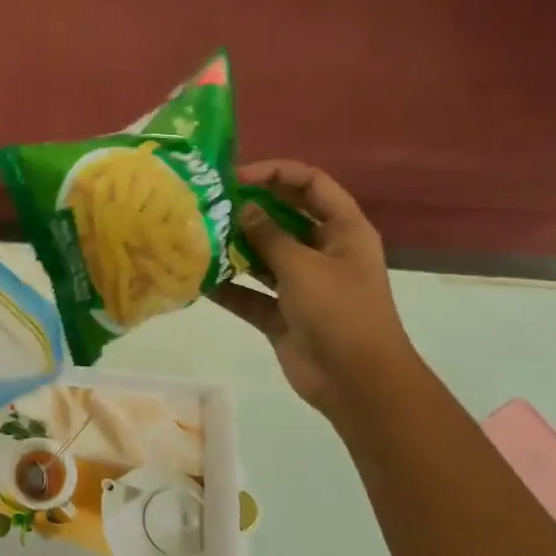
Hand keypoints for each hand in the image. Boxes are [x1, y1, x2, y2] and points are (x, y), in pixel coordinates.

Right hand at [211, 160, 414, 420]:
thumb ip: (270, 235)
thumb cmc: (340, 312)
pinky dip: (229, 288)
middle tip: (209, 202)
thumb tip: (244, 209)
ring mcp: (303, 285)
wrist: (357, 382)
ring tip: (198, 235)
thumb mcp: (303, 266)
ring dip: (235, 247)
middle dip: (250, 209)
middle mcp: (324, 252)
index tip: (236, 177)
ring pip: (265, 256)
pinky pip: (251, 294)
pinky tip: (198, 279)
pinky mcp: (283, 315)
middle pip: (285, 217)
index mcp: (343, 230)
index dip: (275, 172)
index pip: (311, 184)